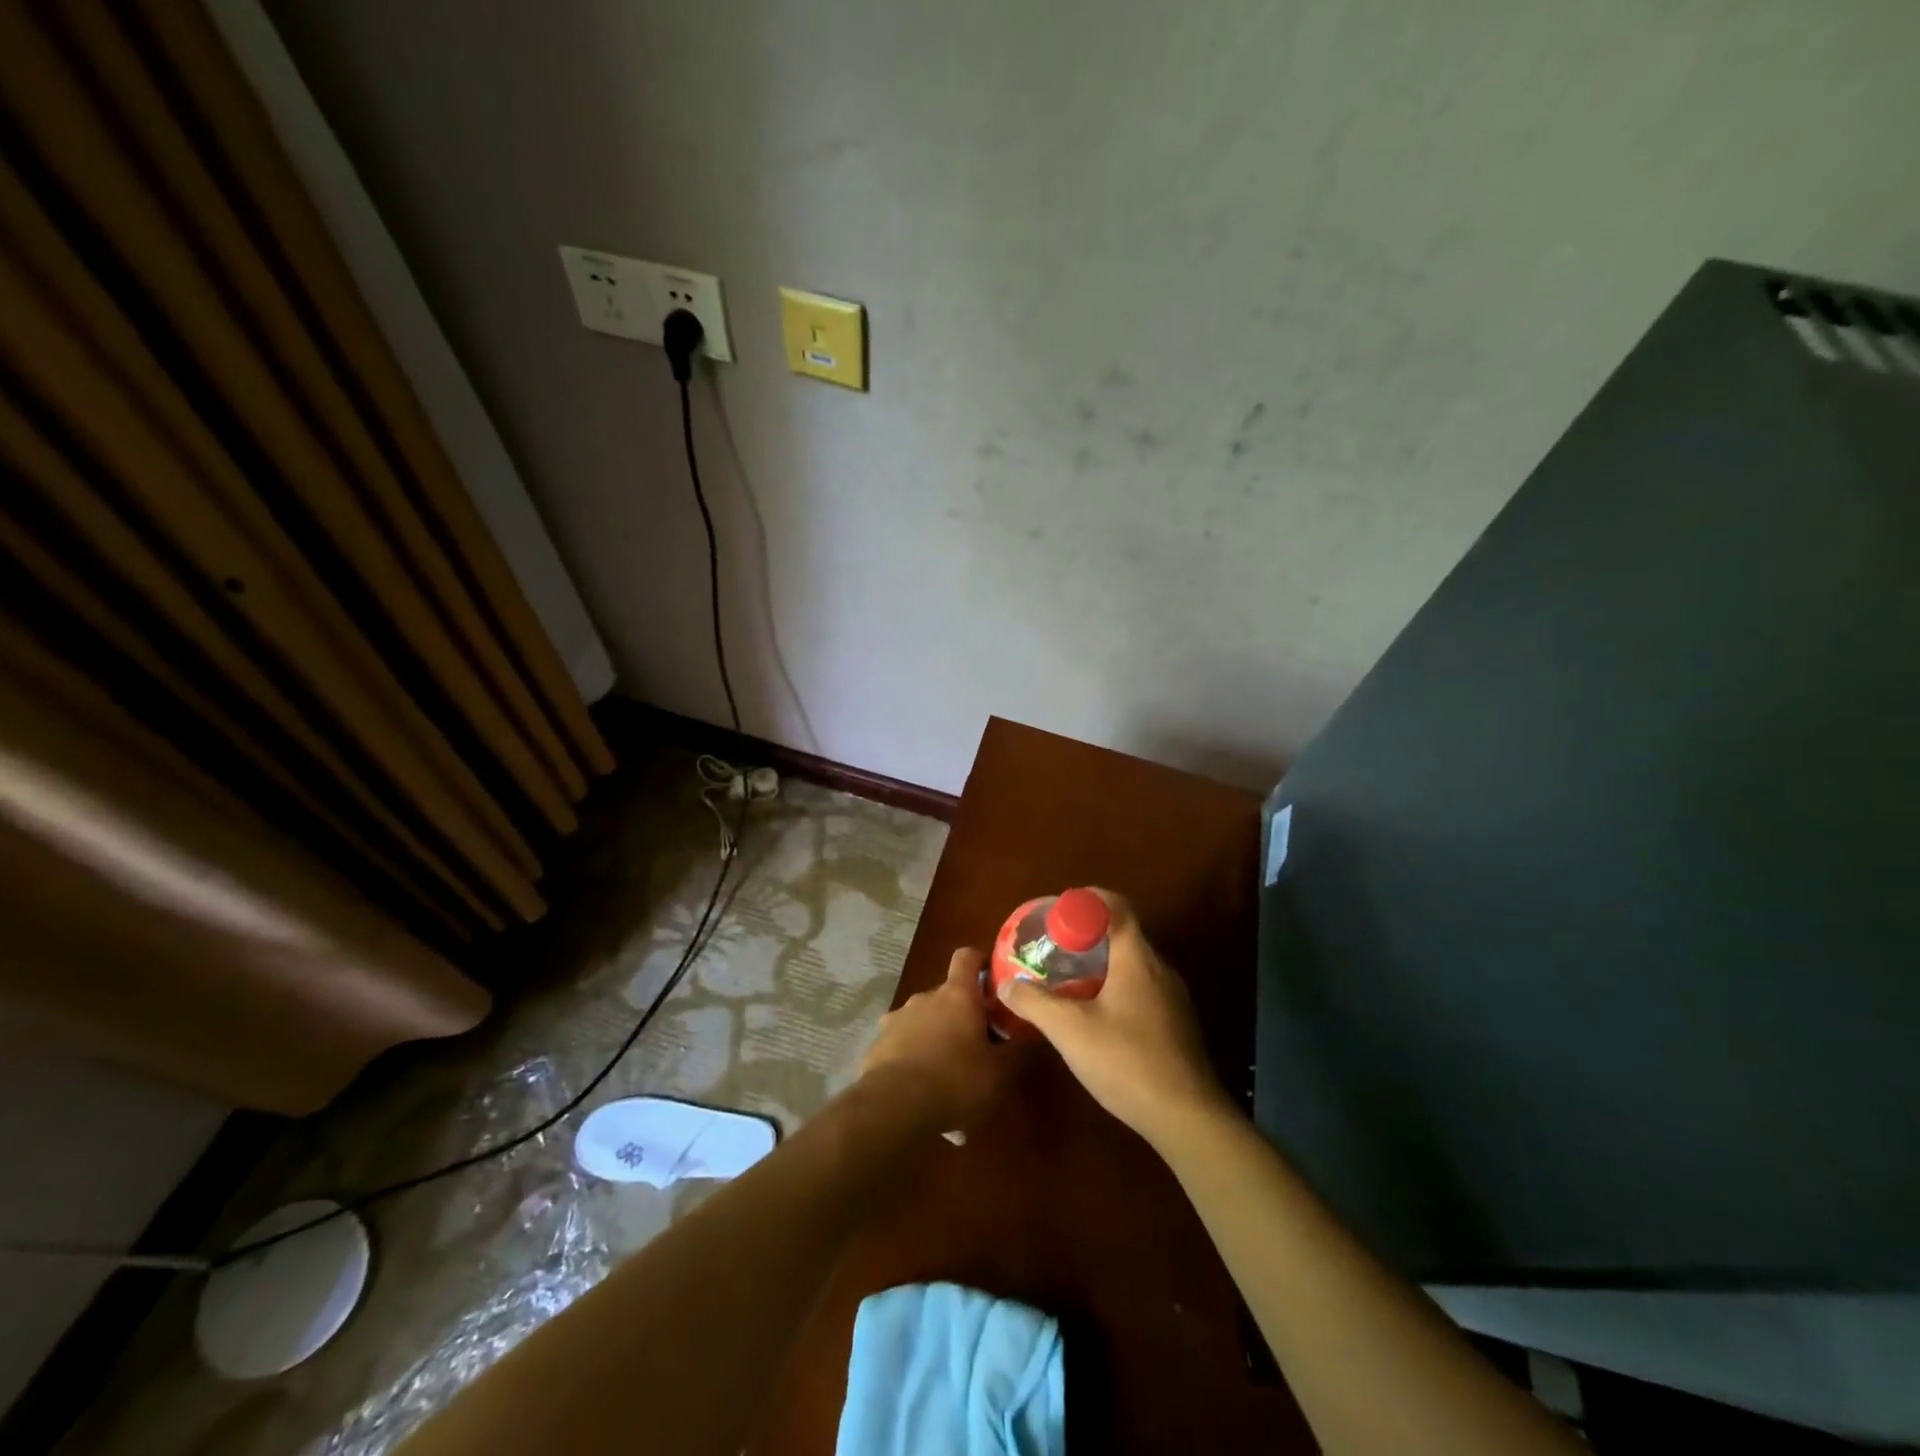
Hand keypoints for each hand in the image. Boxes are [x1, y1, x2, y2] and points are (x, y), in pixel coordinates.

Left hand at [860, 948, 1021, 1132]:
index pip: (967, 957)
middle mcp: (924, 998)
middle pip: (947, 995)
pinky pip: (901, 1045)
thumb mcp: (1000, 1072)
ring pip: (923, 1021)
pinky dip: (913, 1059)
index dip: (980, 960)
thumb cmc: (956, 1080)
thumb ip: (1018, 1050)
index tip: (991, 976)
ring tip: (947, 1075)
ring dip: (935, 1037)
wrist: (894, 1106)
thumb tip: (1034, 1032)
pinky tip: (921, 1091)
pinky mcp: (877, 1046)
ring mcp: (896, 1020)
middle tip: (977, 1044)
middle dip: (961, 1015)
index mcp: (957, 995)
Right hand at [997, 890, 1230, 1148]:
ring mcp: (1173, 999)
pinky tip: (1096, 1018)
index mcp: (1137, 959)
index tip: (1057, 912)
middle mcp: (1160, 970)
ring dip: (1101, 966)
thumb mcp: (1070, 1031)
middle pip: (1122, 936)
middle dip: (1087, 937)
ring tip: (1068, 983)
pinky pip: (1142, 991)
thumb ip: (1035, 1003)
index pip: (1116, 907)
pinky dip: (1116, 990)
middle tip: (1053, 950)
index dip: (1087, 900)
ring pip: (1132, 967)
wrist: (1188, 1118)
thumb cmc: (1127, 1062)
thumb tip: (1006, 984)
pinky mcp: (1177, 1026)